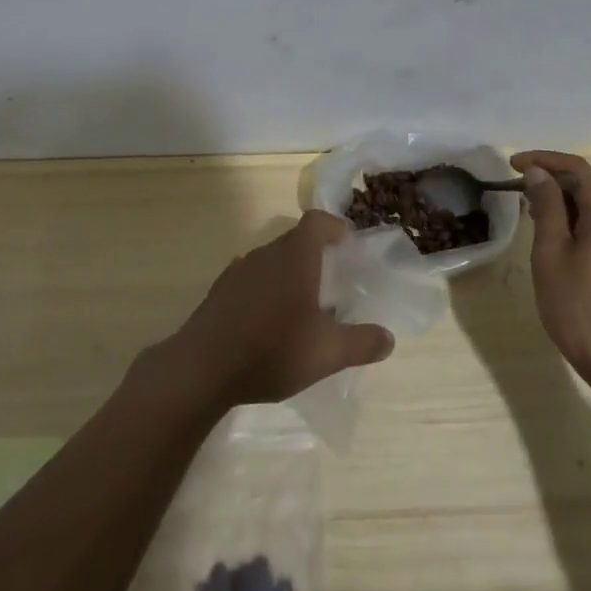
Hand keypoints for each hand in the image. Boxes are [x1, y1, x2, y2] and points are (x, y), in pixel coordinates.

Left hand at [162, 209, 395, 407]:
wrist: (202, 369)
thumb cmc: (272, 349)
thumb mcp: (327, 352)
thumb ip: (361, 343)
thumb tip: (388, 338)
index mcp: (294, 256)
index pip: (316, 221)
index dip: (334, 226)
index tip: (348, 242)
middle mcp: (266, 253)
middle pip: (294, 240)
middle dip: (315, 254)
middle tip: (333, 280)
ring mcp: (238, 271)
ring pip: (271, 261)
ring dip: (288, 273)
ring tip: (303, 304)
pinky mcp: (219, 292)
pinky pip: (251, 280)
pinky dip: (265, 290)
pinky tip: (269, 322)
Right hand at [513, 151, 590, 394]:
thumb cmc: (580, 308)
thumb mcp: (551, 254)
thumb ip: (547, 207)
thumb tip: (539, 174)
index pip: (578, 167)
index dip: (544, 160)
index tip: (513, 165)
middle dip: (556, 177)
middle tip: (522, 189)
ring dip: (570, 197)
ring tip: (535, 211)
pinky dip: (584, 215)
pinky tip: (561, 235)